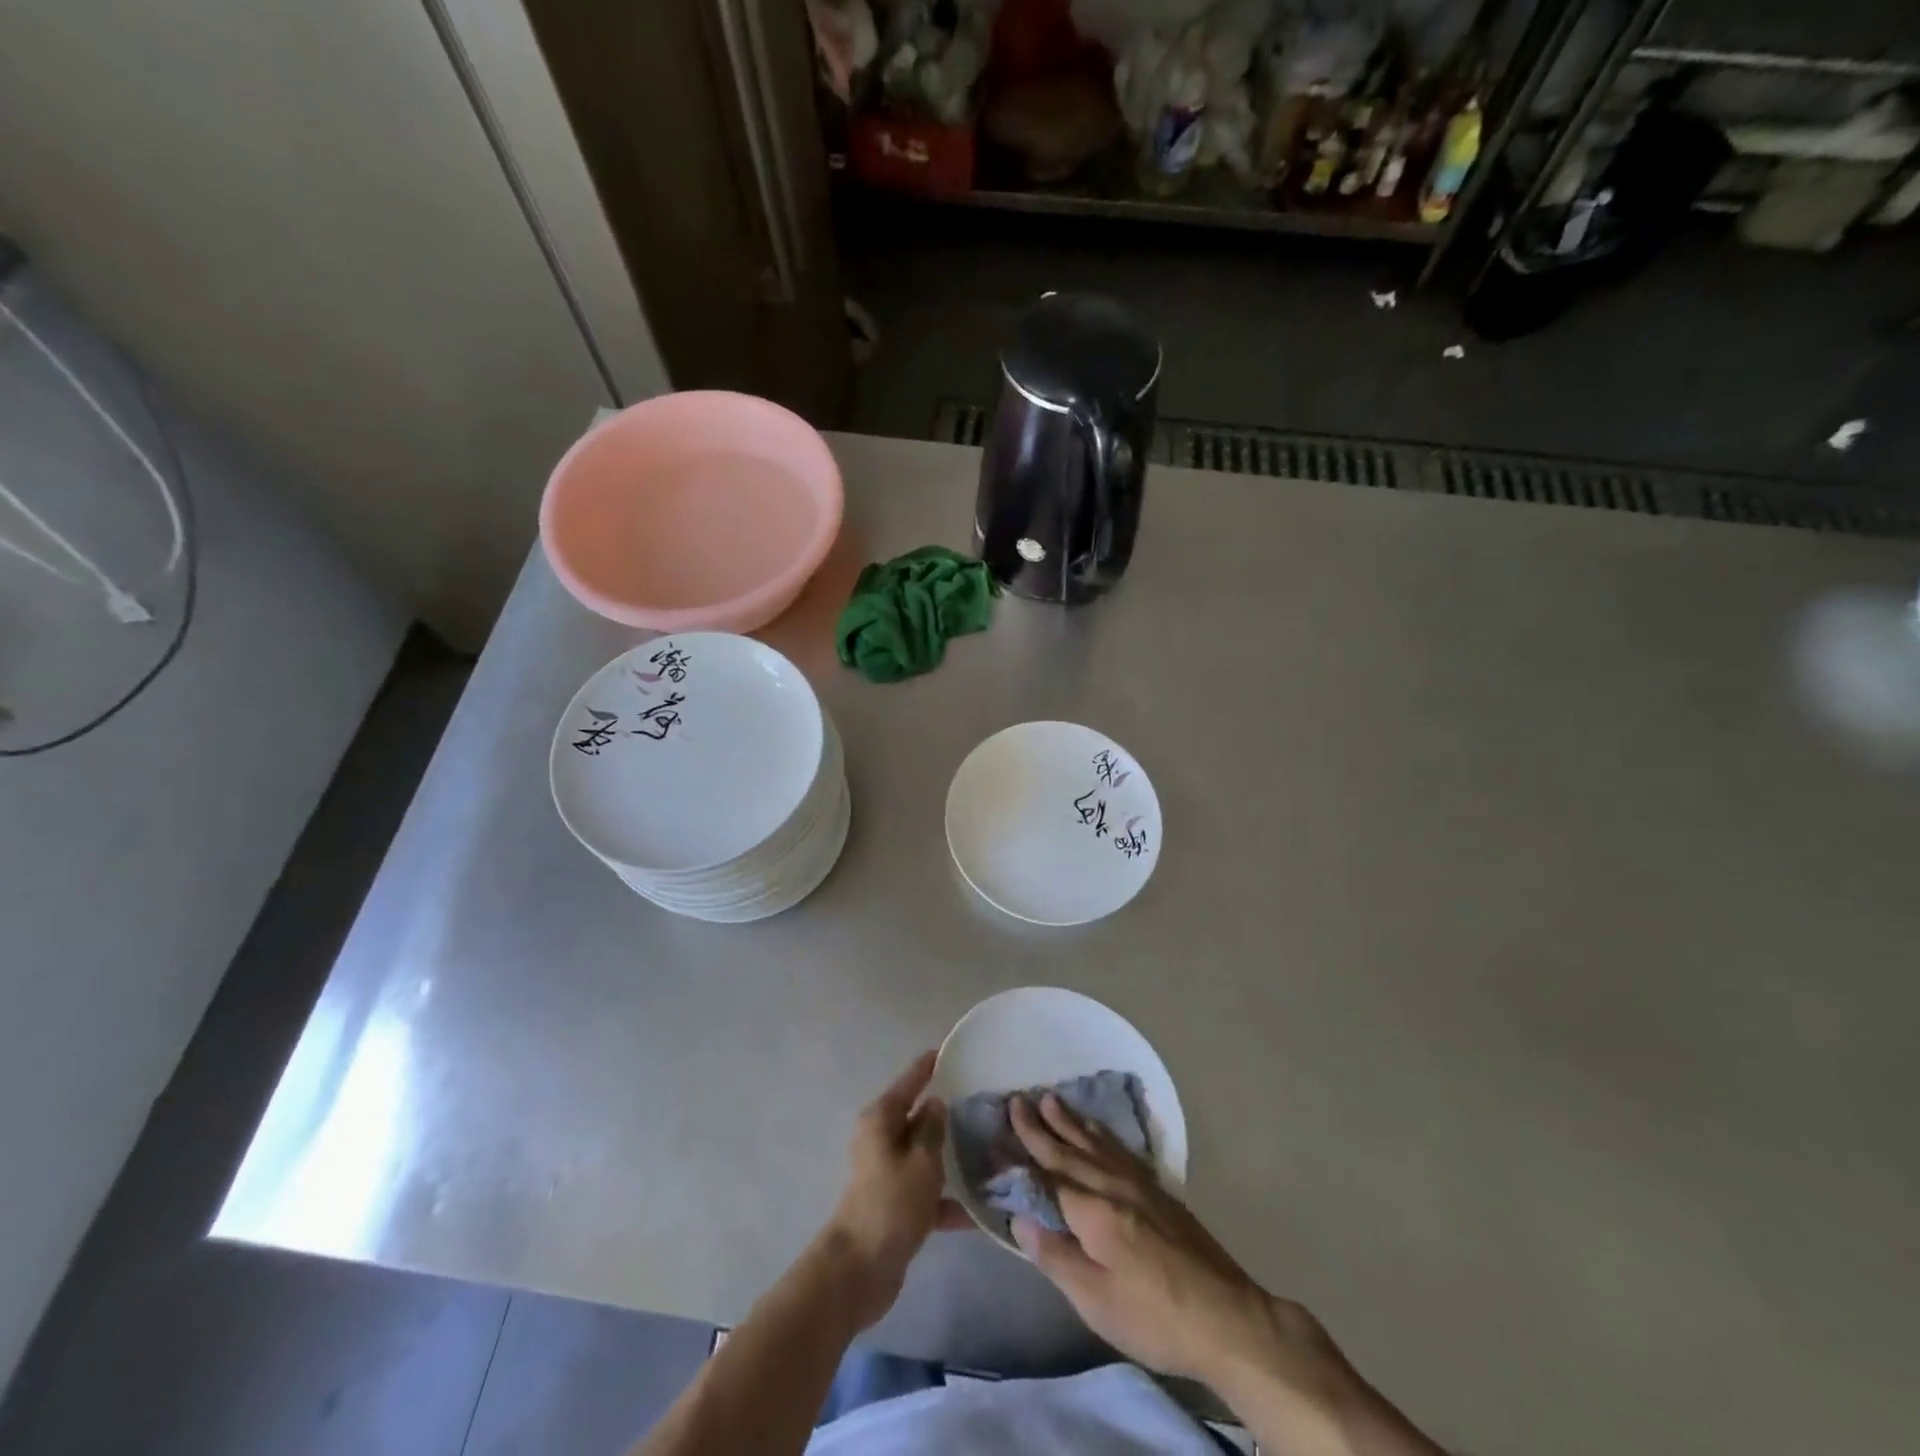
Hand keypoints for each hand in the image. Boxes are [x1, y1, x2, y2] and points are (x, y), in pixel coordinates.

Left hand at [820, 1051, 968, 1328]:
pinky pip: (926, 1193)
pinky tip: (980, 1212)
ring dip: (950, 1159)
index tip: (947, 1051)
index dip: (927, 1067)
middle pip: (917, 1118)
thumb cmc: (892, 1203)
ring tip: (988, 1152)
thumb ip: (932, 1130)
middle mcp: (881, 1140)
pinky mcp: (895, 1206)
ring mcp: (887, 1174)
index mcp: (881, 1120)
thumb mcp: (922, 1161)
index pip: (909, 1083)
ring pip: (924, 1156)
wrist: (860, 1270)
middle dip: (945, 1114)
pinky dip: (947, 1201)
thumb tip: (935, 1104)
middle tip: (981, 1103)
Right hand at [1009, 1094, 1342, 1393]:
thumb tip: (1020, 1218)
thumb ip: (1056, 1256)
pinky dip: (1101, 1134)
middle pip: (1069, 1151)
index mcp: (1093, 1212)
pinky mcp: (1159, 1192)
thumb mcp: (1096, 1301)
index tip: (996, 1137)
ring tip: (1049, 1099)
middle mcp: (1113, 1186)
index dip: (1019, 1159)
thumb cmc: (1154, 1317)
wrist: (1227, 1318)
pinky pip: (1119, 1149)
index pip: (1046, 1178)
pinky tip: (1097, 1131)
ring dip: (1069, 1122)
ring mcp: (1139, 1185)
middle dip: (1039, 1127)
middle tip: (1016, 1099)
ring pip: (1095, 1143)